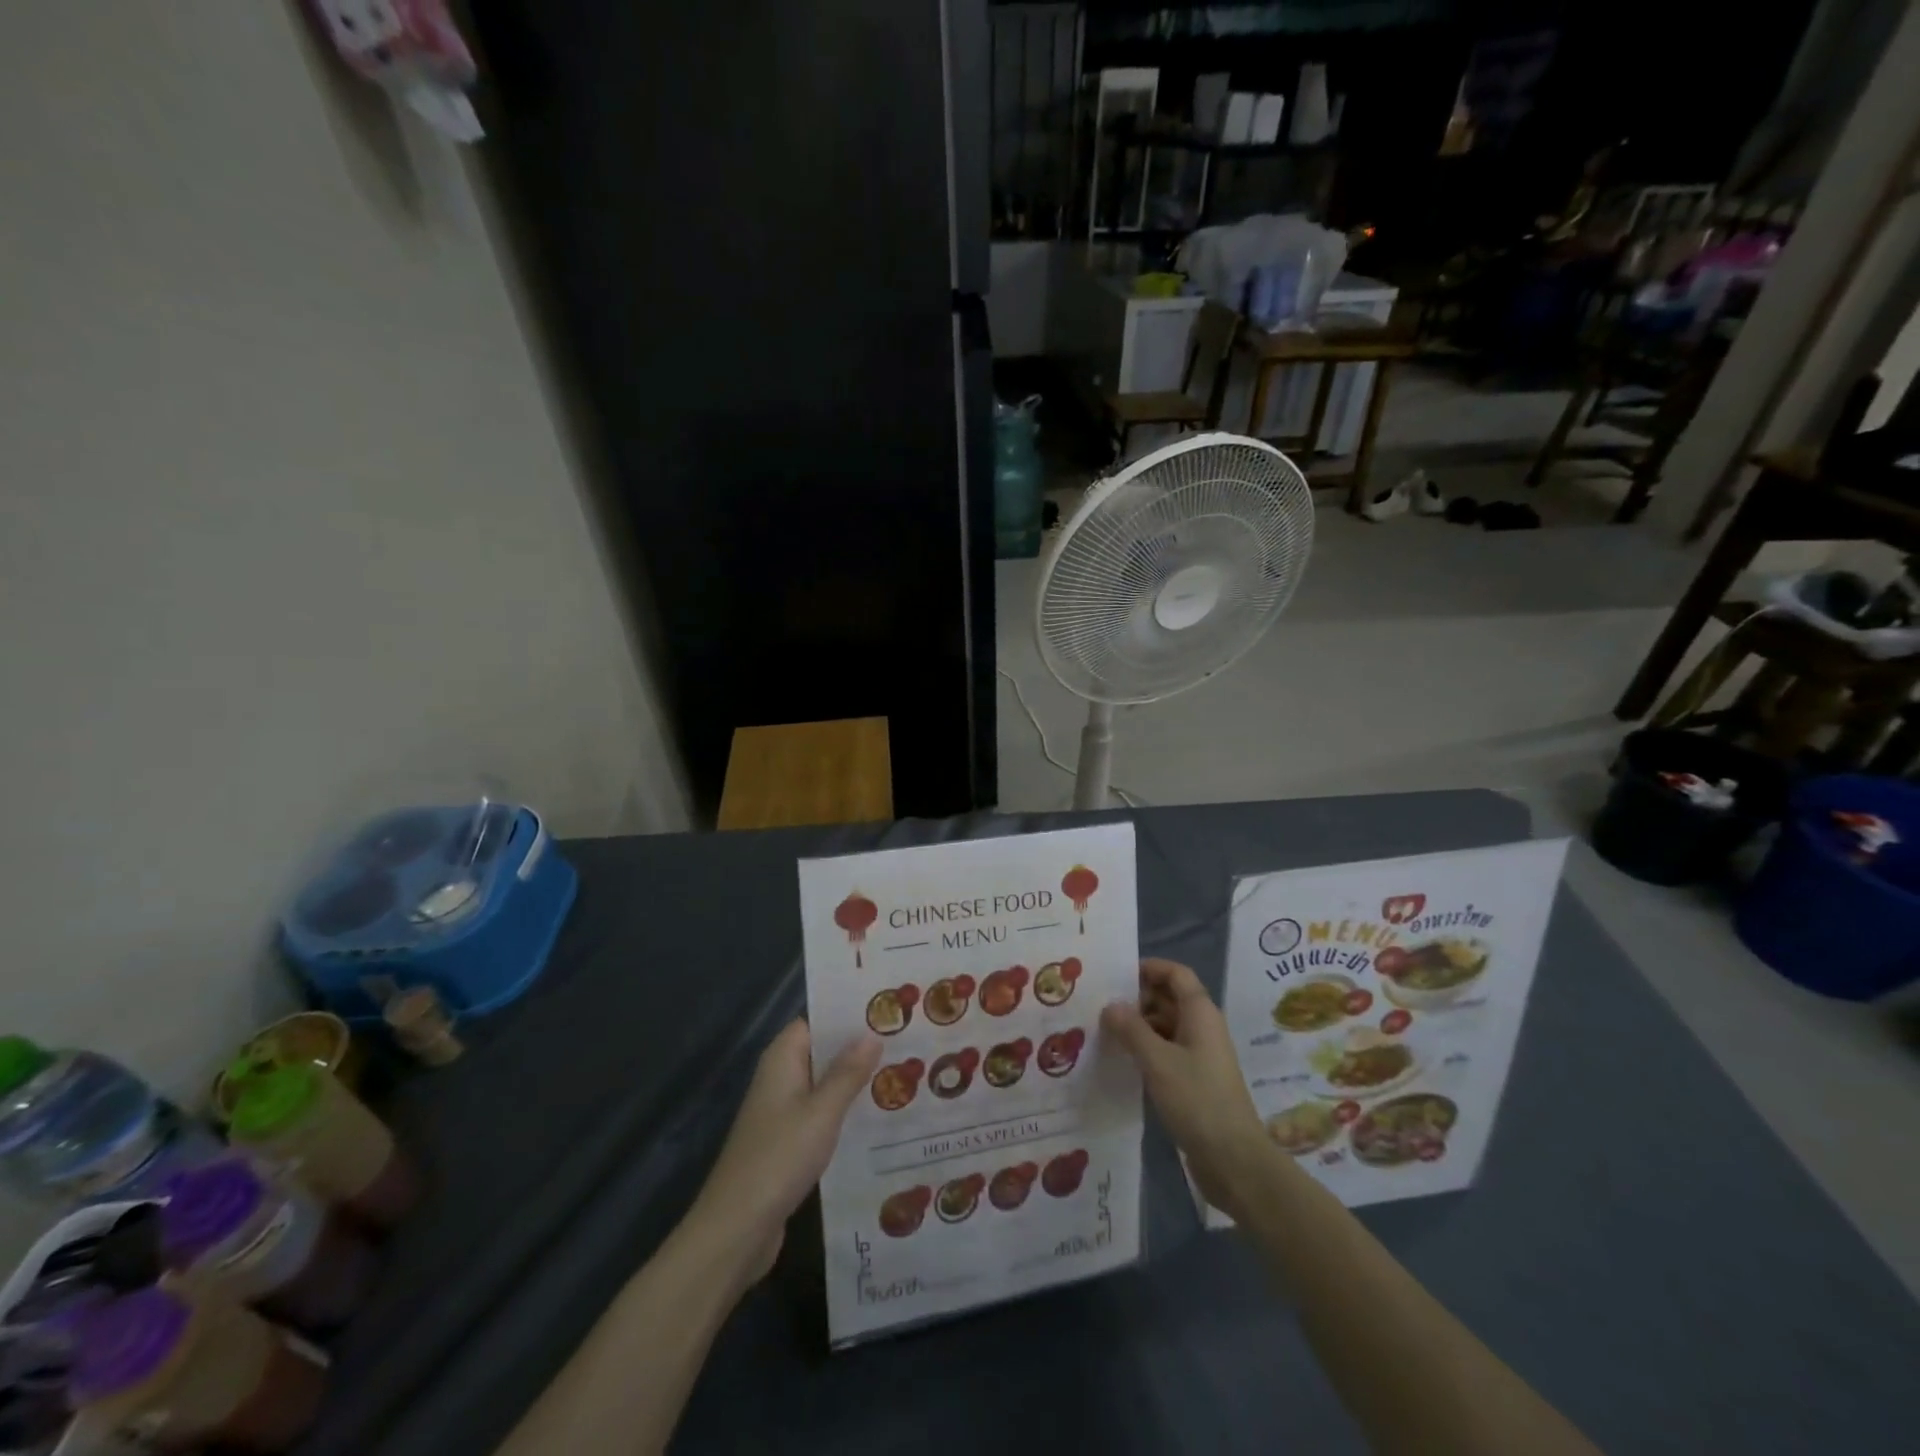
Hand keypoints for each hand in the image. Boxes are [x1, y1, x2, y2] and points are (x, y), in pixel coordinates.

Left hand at [686, 1019, 880, 1287]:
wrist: (736, 1229)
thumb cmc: (779, 1157)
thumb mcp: (821, 1112)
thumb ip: (847, 1073)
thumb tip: (872, 1034)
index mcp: (782, 1058)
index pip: (817, 1021)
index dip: (849, 1014)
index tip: (887, 1010)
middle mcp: (780, 1077)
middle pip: (823, 1051)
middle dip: (859, 1047)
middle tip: (907, 1040)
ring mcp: (782, 1111)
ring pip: (825, 1083)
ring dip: (855, 1080)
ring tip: (904, 1072)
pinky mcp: (787, 1141)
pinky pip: (822, 1113)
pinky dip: (845, 1111)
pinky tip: (878, 1117)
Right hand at [1102, 959, 1271, 1218]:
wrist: (1234, 1161)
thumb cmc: (1198, 1100)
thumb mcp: (1158, 1061)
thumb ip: (1131, 1029)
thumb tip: (1110, 1005)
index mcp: (1201, 1013)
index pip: (1176, 974)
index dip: (1149, 967)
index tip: (1116, 973)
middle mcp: (1203, 1027)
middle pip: (1170, 998)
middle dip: (1138, 997)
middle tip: (1100, 1003)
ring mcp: (1201, 1055)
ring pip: (1166, 1025)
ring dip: (1139, 1024)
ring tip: (1104, 1030)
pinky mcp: (1195, 1080)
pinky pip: (1167, 1050)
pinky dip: (1146, 1048)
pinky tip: (1122, 1059)